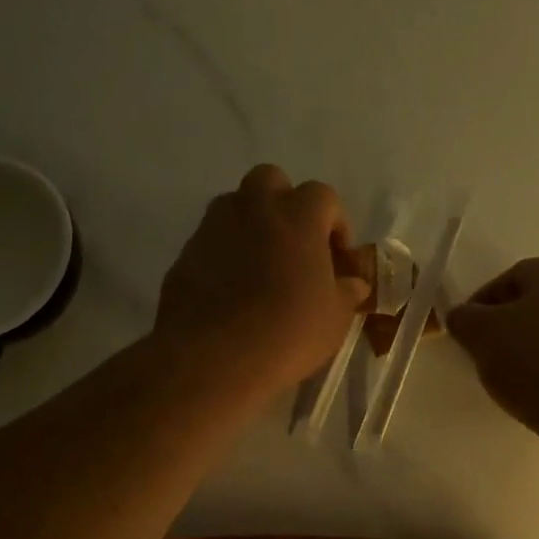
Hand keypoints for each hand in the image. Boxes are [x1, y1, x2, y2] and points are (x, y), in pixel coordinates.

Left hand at [154, 166, 370, 401]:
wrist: (212, 358)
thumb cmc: (287, 333)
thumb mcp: (334, 319)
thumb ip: (346, 292)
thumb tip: (353, 283)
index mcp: (297, 217)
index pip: (323, 196)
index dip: (335, 223)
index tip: (337, 257)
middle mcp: (253, 209)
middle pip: (271, 180)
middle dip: (285, 203)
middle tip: (295, 244)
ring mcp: (213, 228)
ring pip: (235, 204)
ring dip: (252, 222)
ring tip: (261, 264)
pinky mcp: (185, 253)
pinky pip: (211, 239)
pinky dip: (224, 252)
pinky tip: (231, 289)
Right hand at [447, 258, 538, 437]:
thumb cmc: (535, 363)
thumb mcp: (481, 335)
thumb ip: (463, 318)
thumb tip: (463, 316)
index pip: (512, 276)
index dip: (483, 301)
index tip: (469, 331)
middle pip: (538, 303)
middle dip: (508, 325)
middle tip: (488, 354)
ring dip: (533, 348)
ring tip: (514, 379)